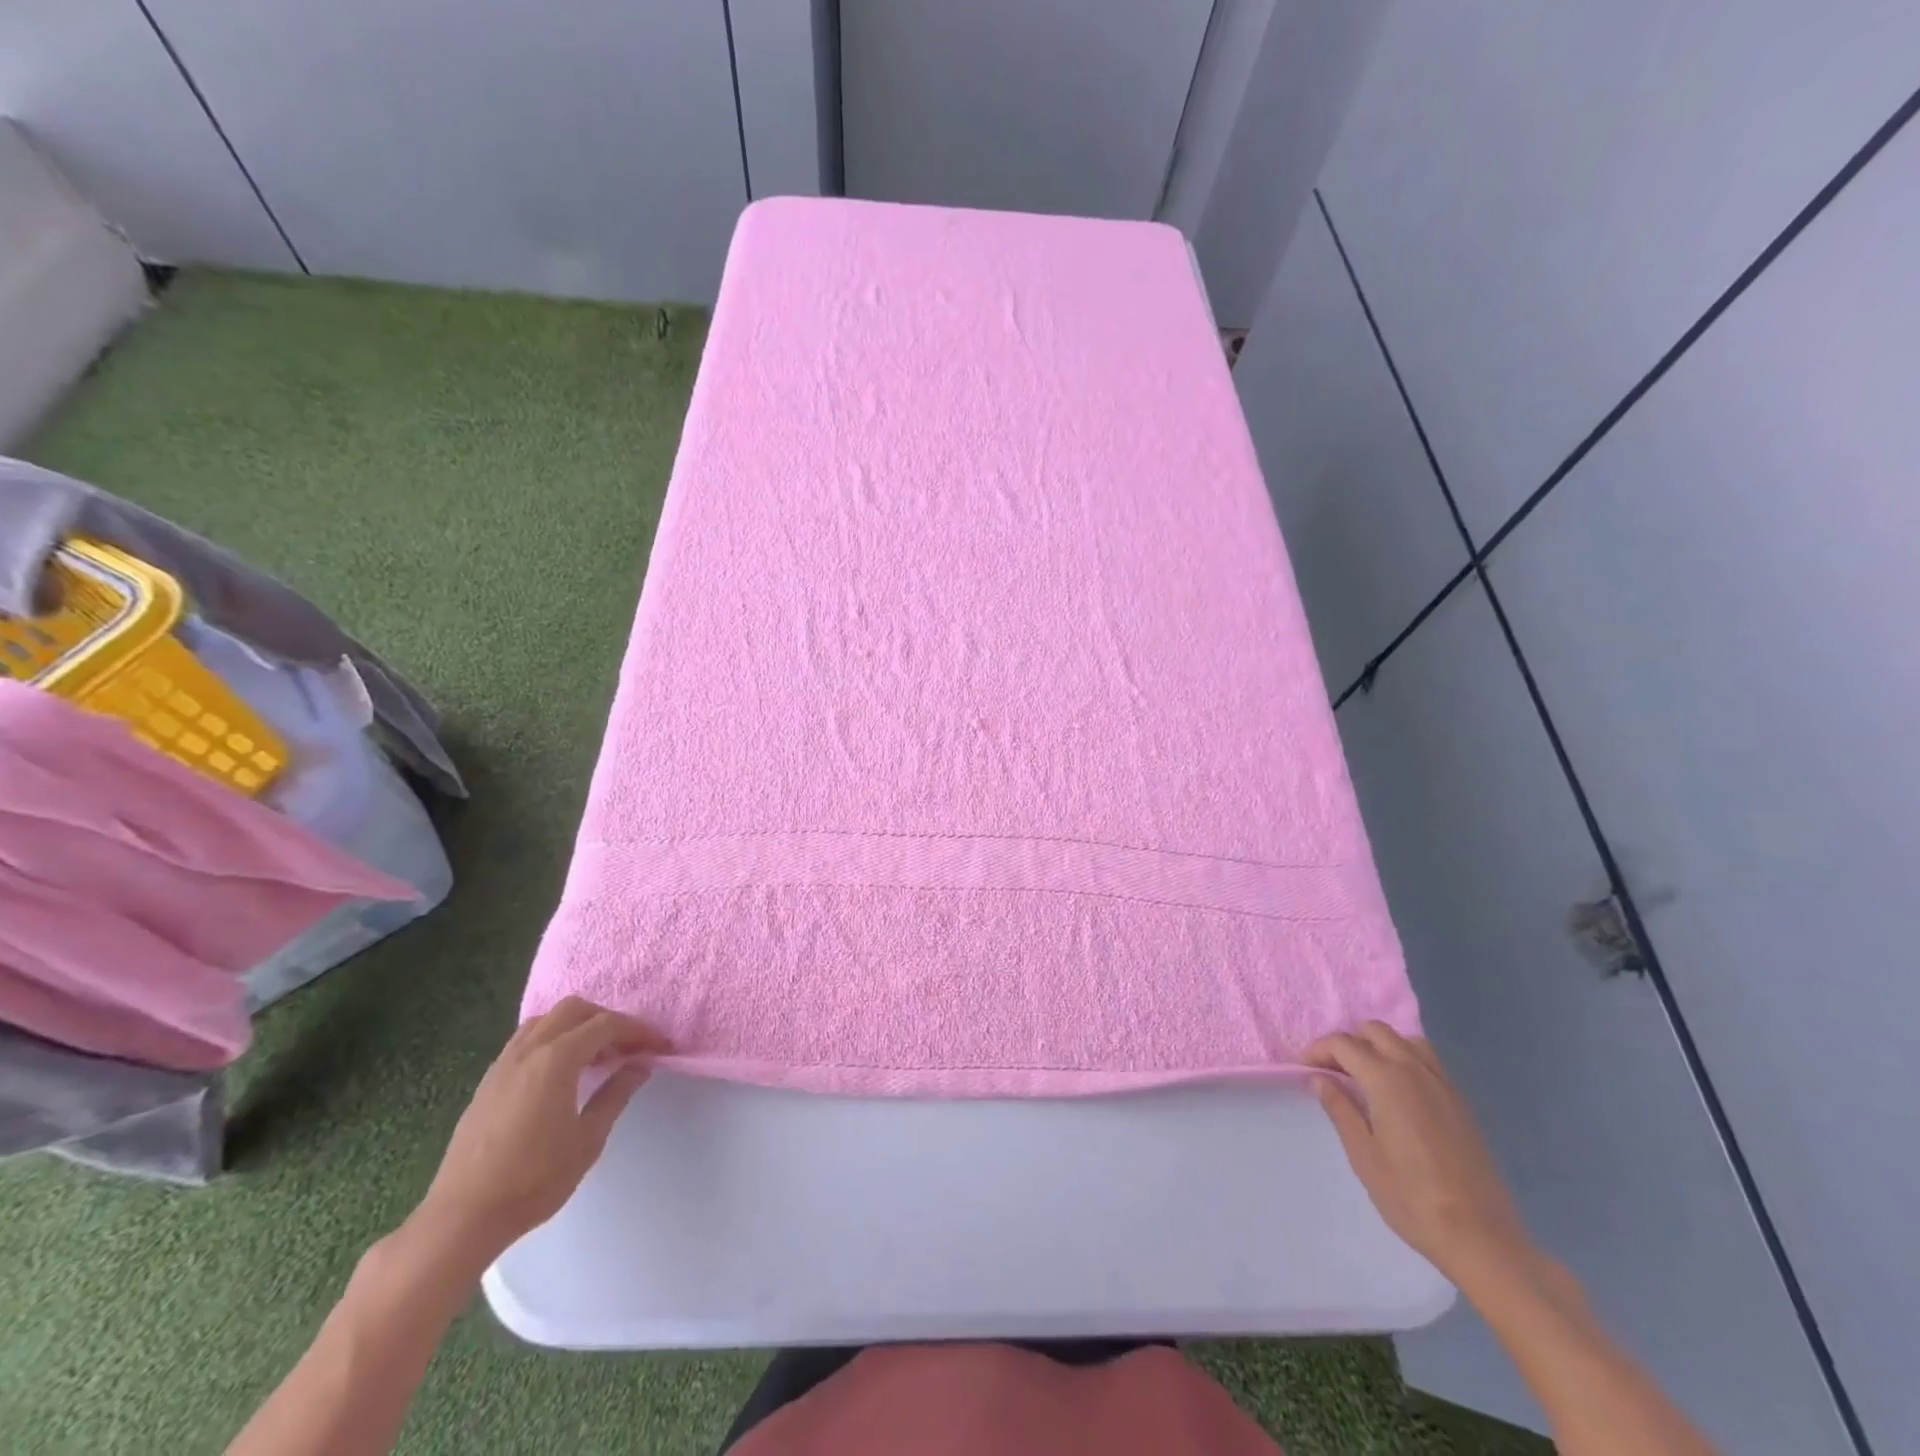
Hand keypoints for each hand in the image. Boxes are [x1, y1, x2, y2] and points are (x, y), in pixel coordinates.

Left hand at [412, 998, 669, 1266]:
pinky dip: (553, 1039)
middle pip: (574, 1010)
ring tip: (597, 1055)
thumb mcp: (588, 1139)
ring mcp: (503, 1064)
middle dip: (607, 1020)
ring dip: (577, 1026)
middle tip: (629, 1046)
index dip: (639, 1031)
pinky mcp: (488, 1081)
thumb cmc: (533, 1180)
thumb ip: (616, 1095)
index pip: (607, 1025)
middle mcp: (528, 1050)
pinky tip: (562, 1070)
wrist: (461, 1218)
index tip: (661, 1045)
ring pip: (546, 1020)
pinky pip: (527, 1039)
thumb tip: (639, 1066)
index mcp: (556, 1059)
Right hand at [1305, 1022, 1537, 1288]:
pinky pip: (1427, 1060)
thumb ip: (1340, 1109)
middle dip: (1348, 1042)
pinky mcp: (1460, 1102)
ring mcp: (1443, 1084)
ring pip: (1405, 1040)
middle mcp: (1415, 1071)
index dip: (1318, 1050)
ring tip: (1364, 1075)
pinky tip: (1397, 1092)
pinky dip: (1404, 1059)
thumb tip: (1319, 1078)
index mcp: (1387, 1081)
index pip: (1343, 1044)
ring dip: (1379, 1046)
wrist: (1481, 1238)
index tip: (1303, 1068)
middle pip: (1375, 1031)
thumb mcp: (1363, 1156)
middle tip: (1332, 1071)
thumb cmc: (1411, 1198)